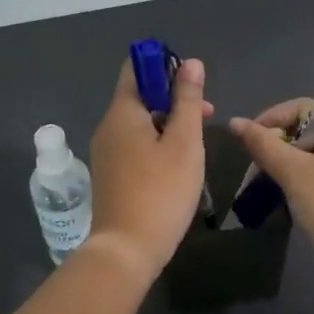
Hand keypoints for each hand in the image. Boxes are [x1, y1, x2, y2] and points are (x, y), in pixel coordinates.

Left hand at [85, 58, 214, 282]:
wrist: (126, 250)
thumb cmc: (160, 191)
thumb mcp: (184, 142)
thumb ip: (188, 100)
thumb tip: (191, 63)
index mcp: (122, 112)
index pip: (136, 68)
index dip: (164, 65)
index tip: (193, 83)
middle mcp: (108, 126)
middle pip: (140, 95)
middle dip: (173, 97)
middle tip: (206, 114)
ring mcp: (106, 152)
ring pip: (139, 122)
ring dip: (168, 122)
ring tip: (197, 140)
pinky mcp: (110, 174)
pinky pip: (134, 144)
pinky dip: (156, 142)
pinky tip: (177, 163)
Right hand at [230, 101, 313, 265]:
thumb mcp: (293, 172)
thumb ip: (263, 144)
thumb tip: (235, 123)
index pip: (305, 108)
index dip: (273, 118)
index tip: (251, 139)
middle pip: (308, 131)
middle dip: (278, 144)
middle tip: (256, 163)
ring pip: (312, 155)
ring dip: (286, 164)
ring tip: (265, 179)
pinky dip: (300, 179)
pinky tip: (285, 194)